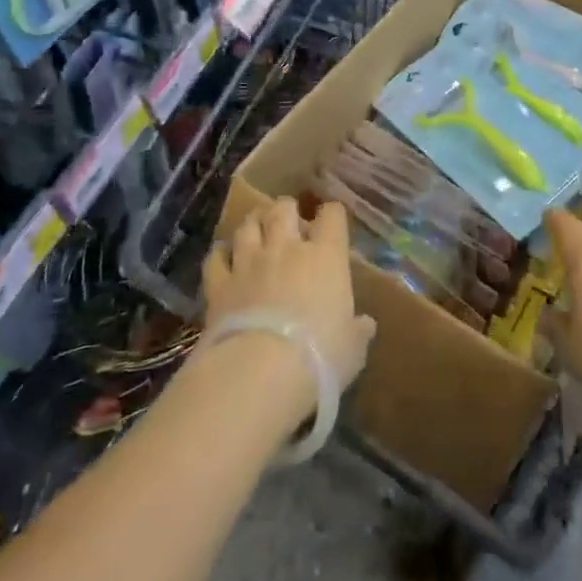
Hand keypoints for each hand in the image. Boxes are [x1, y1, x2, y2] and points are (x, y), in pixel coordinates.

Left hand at [203, 198, 375, 419]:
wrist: (260, 372)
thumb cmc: (320, 356)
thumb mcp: (352, 349)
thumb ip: (358, 331)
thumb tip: (365, 324)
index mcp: (326, 256)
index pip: (332, 216)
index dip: (332, 214)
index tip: (332, 220)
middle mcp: (286, 248)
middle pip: (283, 209)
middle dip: (286, 209)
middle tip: (288, 219)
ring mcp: (249, 262)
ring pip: (248, 225)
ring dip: (253, 223)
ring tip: (256, 228)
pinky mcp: (219, 284)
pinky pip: (216, 257)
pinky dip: (220, 253)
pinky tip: (223, 256)